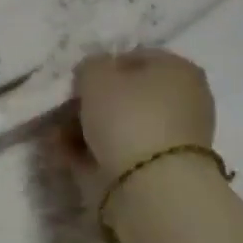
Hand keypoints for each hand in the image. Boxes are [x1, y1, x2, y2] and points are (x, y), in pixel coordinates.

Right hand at [73, 50, 216, 178]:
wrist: (152, 185)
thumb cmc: (127, 117)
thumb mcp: (96, 76)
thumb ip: (91, 65)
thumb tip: (93, 73)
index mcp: (178, 69)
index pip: (133, 57)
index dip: (100, 68)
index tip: (76, 84)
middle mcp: (183, 99)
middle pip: (126, 95)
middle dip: (91, 104)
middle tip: (63, 112)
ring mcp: (174, 136)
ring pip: (121, 125)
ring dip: (87, 130)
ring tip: (59, 139)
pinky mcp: (160, 167)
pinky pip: (120, 151)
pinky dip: (94, 152)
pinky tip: (69, 155)